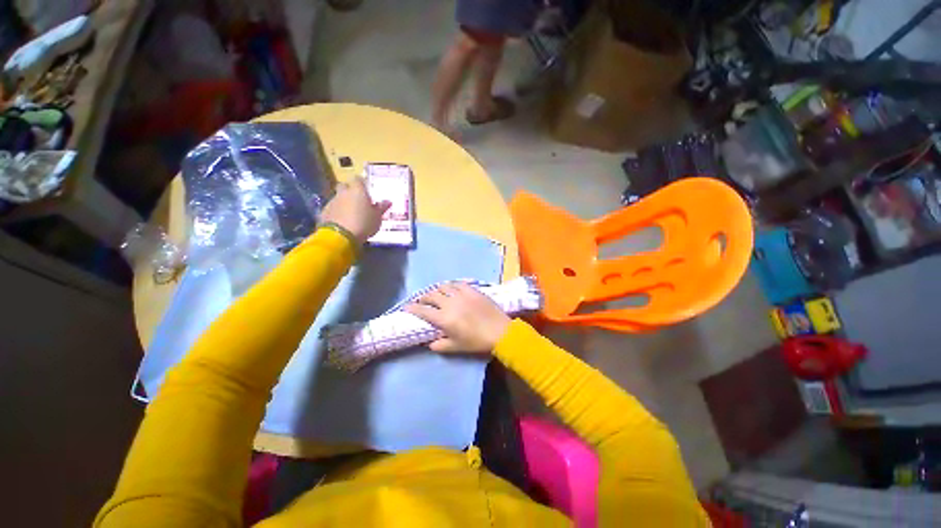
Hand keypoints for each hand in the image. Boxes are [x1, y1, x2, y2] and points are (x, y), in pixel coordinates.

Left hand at [320, 177, 390, 243]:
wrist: (341, 236)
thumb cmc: (364, 223)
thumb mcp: (377, 217)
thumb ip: (381, 208)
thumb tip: (388, 201)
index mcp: (358, 190)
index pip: (358, 179)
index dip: (362, 183)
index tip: (366, 190)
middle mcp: (343, 192)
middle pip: (344, 186)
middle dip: (349, 191)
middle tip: (358, 201)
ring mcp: (332, 201)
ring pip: (338, 197)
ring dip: (343, 202)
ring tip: (351, 214)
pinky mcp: (324, 212)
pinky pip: (333, 208)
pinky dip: (337, 212)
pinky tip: (342, 221)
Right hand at [405, 282, 510, 353]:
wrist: (500, 331)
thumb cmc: (476, 342)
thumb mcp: (456, 347)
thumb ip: (439, 345)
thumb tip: (429, 342)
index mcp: (444, 318)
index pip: (423, 310)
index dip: (412, 308)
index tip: (406, 307)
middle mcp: (450, 303)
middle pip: (431, 296)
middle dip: (423, 298)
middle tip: (421, 301)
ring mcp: (461, 294)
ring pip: (443, 287)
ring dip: (436, 290)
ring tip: (435, 294)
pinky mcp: (472, 290)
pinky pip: (457, 283)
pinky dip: (450, 285)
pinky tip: (450, 288)